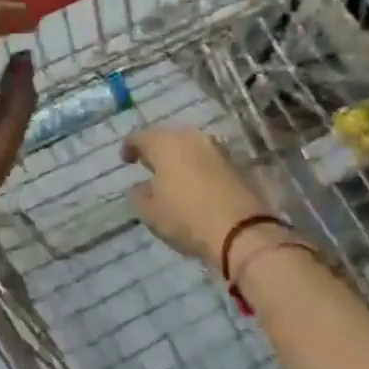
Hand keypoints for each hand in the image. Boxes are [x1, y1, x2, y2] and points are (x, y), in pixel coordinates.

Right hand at [123, 128, 270, 268]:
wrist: (242, 231)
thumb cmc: (187, 218)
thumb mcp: (151, 213)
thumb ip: (140, 195)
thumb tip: (142, 186)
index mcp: (165, 144)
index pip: (140, 137)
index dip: (129, 147)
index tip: (126, 160)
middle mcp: (191, 138)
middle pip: (168, 137)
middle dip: (156, 149)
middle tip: (149, 165)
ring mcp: (217, 148)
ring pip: (190, 146)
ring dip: (179, 157)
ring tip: (173, 175)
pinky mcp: (236, 163)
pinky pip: (208, 159)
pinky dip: (198, 166)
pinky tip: (195, 183)